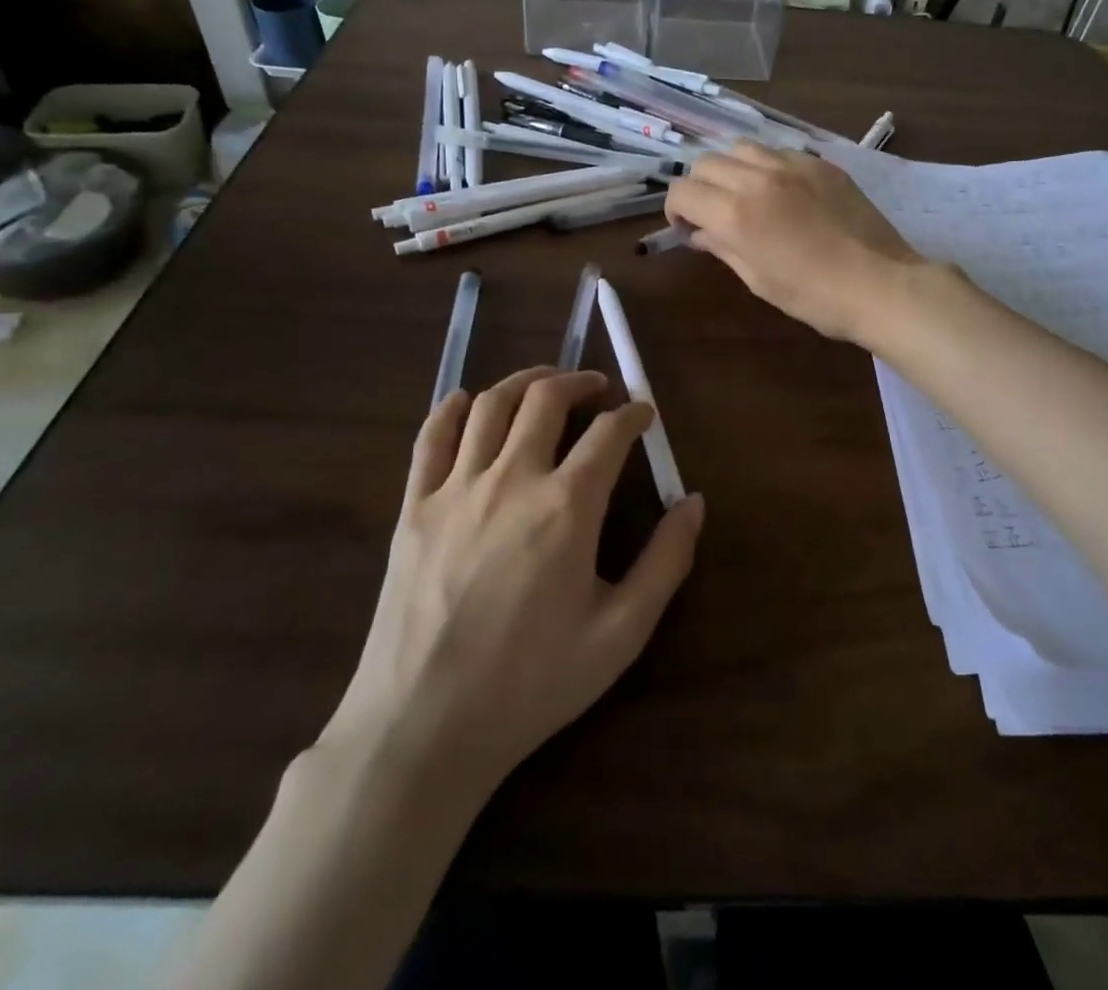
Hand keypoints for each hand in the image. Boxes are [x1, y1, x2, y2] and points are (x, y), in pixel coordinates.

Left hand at [317, 367, 704, 792]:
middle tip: (598, 387)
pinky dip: (452, 408)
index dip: (633, 414)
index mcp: (567, 507)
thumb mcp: (620, 634)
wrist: (425, 726)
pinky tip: (467, 402)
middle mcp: (512, 480)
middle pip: (546, 399)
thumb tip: (694, 502)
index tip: (644, 413)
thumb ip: (665, 562)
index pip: (609, 434)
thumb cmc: (532, 683)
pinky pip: (430, 437)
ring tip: (545, 384)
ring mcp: (456, 488)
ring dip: (525, 382)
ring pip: (490, 405)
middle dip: (579, 381)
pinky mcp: (413, 507)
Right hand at [665, 143, 922, 342]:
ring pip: (741, 148)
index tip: (687, 228)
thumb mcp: (758, 279)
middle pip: (706, 163)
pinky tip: (783, 191)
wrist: (880, 284)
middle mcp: (758, 178)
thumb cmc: (814, 296)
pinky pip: (780, 152)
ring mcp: (793, 165)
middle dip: (699, 187)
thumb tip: (699, 233)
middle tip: (713, 213)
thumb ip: (722, 247)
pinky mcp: (821, 164)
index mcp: (736, 213)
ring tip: (746, 195)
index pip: (682, 191)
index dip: (675, 210)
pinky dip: (768, 166)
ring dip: (732, 169)